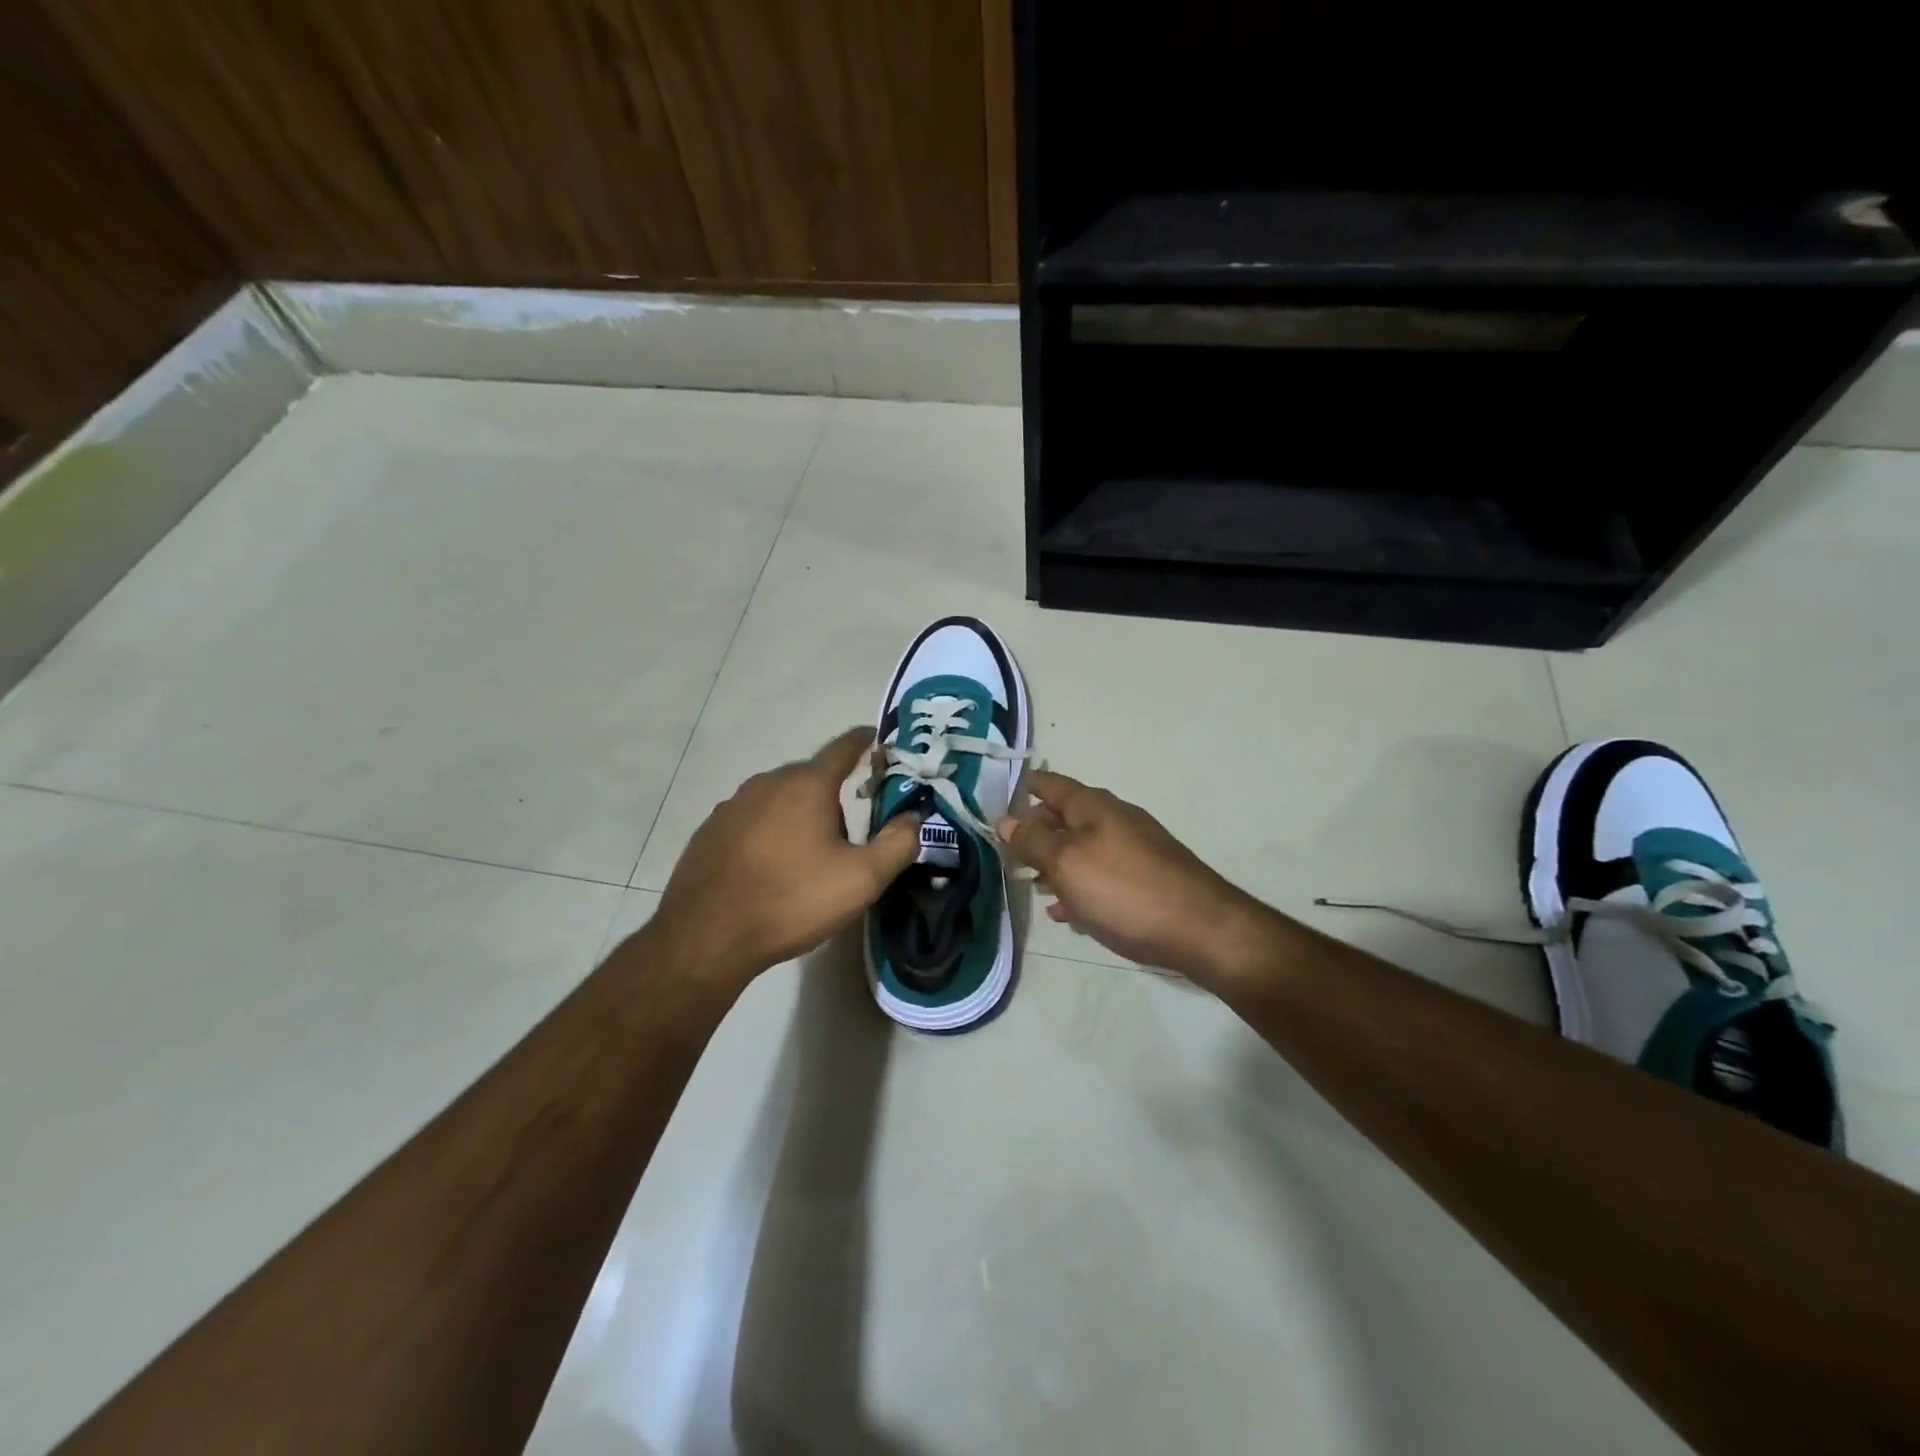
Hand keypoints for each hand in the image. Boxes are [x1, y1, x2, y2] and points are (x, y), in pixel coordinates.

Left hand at [649, 728, 920, 984]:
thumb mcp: (862, 879)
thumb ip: (898, 843)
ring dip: (798, 816)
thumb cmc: (792, 900)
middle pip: (810, 778)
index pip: (842, 748)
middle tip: (848, 834)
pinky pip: (752, 820)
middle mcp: (767, 783)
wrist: (707, 937)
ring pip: (779, 799)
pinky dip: (768, 832)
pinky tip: (769, 868)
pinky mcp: (710, 831)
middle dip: (832, 795)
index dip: (863, 741)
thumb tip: (915, 816)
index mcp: (807, 785)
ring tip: (807, 857)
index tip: (874, 738)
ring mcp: (733, 806)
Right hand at [995, 771, 1276, 982]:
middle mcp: (1115, 819)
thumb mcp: (1066, 863)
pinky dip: (1079, 886)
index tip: (999, 799)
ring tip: (1030, 883)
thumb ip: (1033, 840)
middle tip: (1007, 850)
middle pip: (1066, 817)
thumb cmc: (1123, 890)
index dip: (1025, 788)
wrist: (1201, 930)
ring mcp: (1134, 850)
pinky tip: (1066, 911)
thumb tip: (1006, 819)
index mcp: (1093, 806)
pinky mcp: (1146, 880)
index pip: (1051, 784)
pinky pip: (1101, 876)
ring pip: (1082, 848)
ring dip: (1055, 862)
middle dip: (1036, 830)